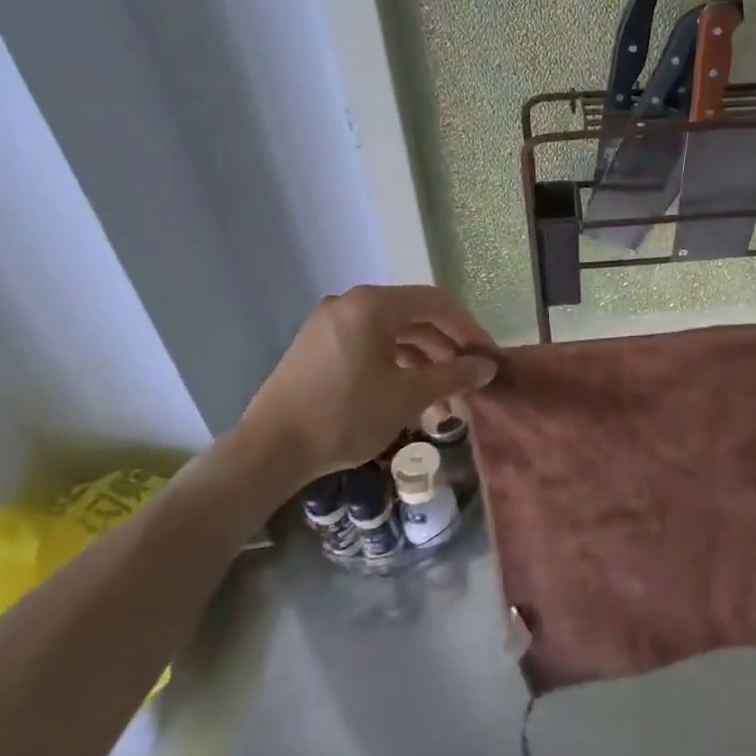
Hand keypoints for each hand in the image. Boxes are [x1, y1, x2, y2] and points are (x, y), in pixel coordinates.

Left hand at [237, 284, 497, 480]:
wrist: (268, 452)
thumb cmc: (344, 415)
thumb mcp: (407, 395)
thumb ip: (453, 375)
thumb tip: (487, 366)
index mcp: (373, 304)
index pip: (437, 303)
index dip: (468, 329)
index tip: (487, 358)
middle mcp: (351, 303)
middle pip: (414, 317)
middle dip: (446, 350)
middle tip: (468, 381)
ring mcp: (330, 324)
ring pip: (391, 335)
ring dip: (422, 363)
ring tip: (443, 400)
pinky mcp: (317, 348)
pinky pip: (368, 346)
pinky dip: (394, 366)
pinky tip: (409, 396)